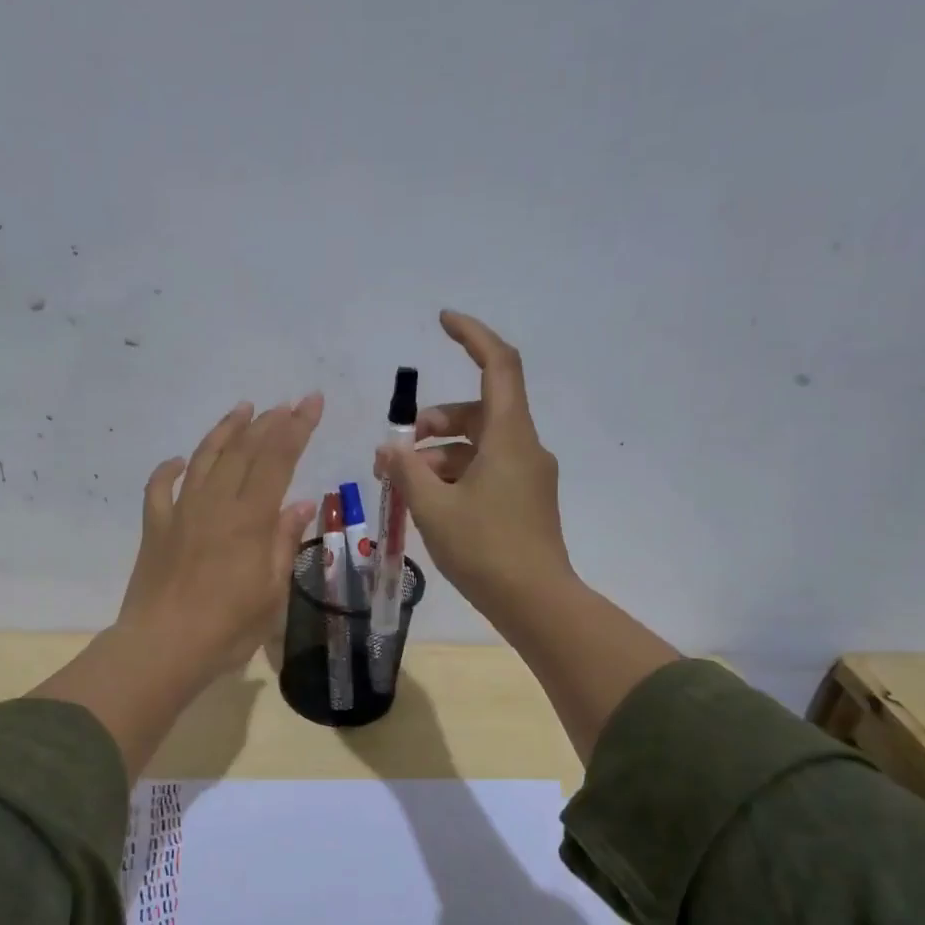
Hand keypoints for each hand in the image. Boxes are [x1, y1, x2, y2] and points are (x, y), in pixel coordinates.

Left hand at [33, 394, 322, 780]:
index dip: (297, 427)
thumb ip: (284, 543)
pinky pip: (159, 488)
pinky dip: (169, 469)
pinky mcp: (155, 527)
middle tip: (286, 403)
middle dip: (268, 422)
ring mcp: (181, 512)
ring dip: (224, 431)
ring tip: (242, 409)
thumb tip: (301, 503)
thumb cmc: (227, 628)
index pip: (278, 459)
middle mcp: (215, 504)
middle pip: (243, 451)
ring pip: (204, 459)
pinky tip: (178, 461)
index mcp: (250, 519)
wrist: (162, 647)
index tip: (312, 401)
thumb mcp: (271, 592)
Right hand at [376, 311, 571, 625]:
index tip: (442, 321)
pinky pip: (486, 471)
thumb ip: (406, 471)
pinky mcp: (525, 500)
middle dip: (433, 423)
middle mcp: (525, 447)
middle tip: (396, 452)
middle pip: (478, 411)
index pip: (499, 365)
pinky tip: (429, 503)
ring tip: (403, 484)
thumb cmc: (485, 550)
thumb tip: (388, 448)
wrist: (536, 603)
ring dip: (439, 455)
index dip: (472, 336)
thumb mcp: (433, 508)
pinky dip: (455, 475)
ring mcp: (528, 475)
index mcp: (510, 436)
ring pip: (478, 445)